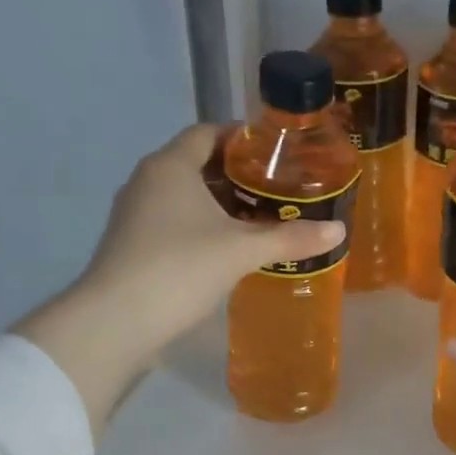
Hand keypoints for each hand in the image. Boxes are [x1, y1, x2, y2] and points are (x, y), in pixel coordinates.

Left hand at [14, 124, 344, 434]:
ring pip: (183, 196)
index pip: (207, 132)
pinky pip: (172, 221)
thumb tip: (338, 230)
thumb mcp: (242, 251)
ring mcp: (134, 214)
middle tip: (276, 188)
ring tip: (259, 219)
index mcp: (170, 166)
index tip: (275, 152)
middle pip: (196, 163)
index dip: (241, 137)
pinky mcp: (131, 244)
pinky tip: (226, 249)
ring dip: (218, 204)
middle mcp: (147, 181)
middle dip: (236, 174)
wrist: (116, 322)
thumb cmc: (180, 268)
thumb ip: (290, 238)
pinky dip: (200, 226)